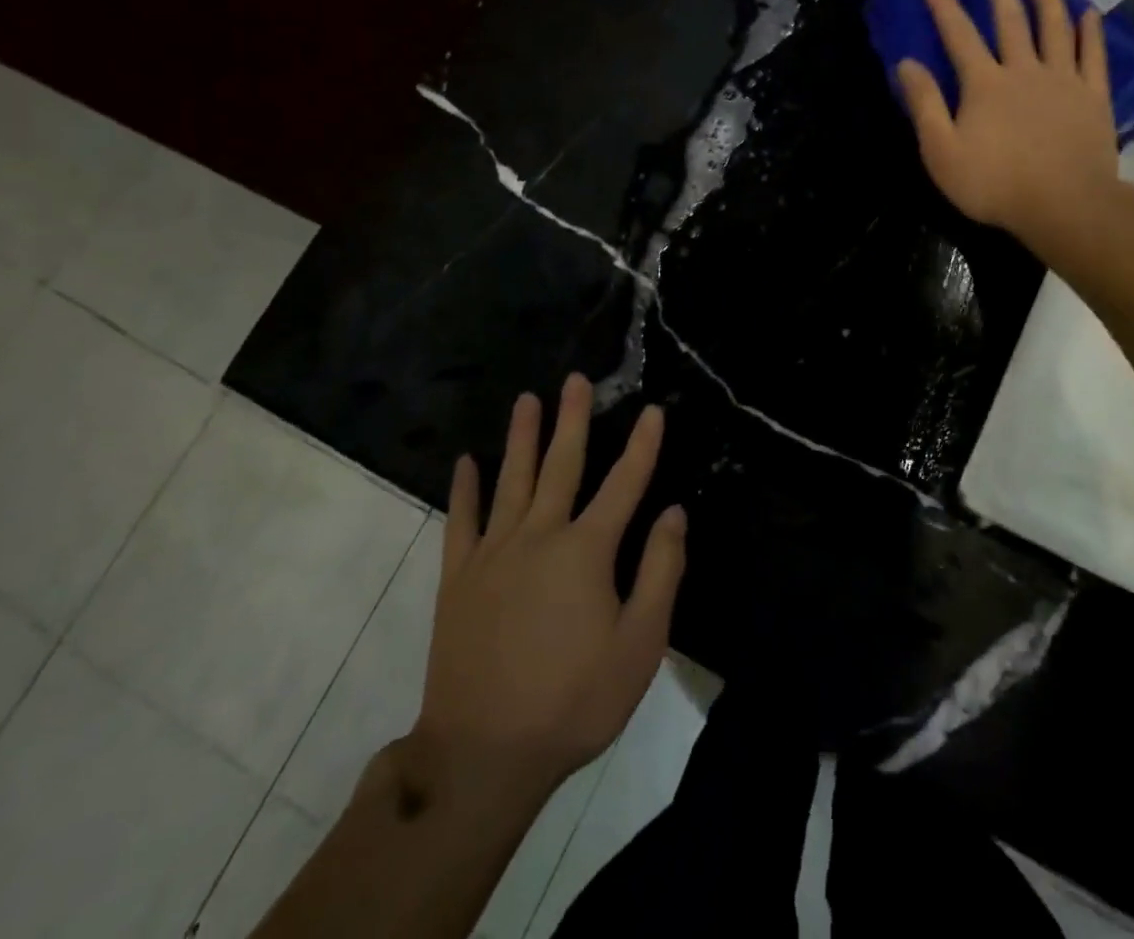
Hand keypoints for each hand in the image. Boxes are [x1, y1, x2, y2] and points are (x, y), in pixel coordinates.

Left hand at [416, 375, 686, 789]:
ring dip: (521, 437)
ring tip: (526, 400)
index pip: (624, 484)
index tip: (653, 410)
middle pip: (562, 464)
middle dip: (573, 419)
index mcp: (586, 550)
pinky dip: (465, 489)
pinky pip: (461, 521)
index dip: (643, 445)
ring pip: (511, 480)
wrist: (483, 754)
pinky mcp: (459, 577)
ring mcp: (493, 553)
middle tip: (574, 379)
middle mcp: (539, 535)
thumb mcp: (639, 645)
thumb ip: (659, 572)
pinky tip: (466, 462)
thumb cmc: (573, 701)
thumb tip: (674, 513)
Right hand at [896, 0, 1123, 269]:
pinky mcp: (1093, 96)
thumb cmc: (995, 184)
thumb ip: (925, 105)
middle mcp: (1024, 70)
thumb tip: (906, 64)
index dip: (944, 6)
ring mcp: (1063, 80)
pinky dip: (1091, 31)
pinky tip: (1089, 13)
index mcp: (984, 84)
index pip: (959, 36)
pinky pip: (1094, 55)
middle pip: (1010, 21)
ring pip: (1055, 28)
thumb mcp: (942, 151)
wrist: (1064, 205)